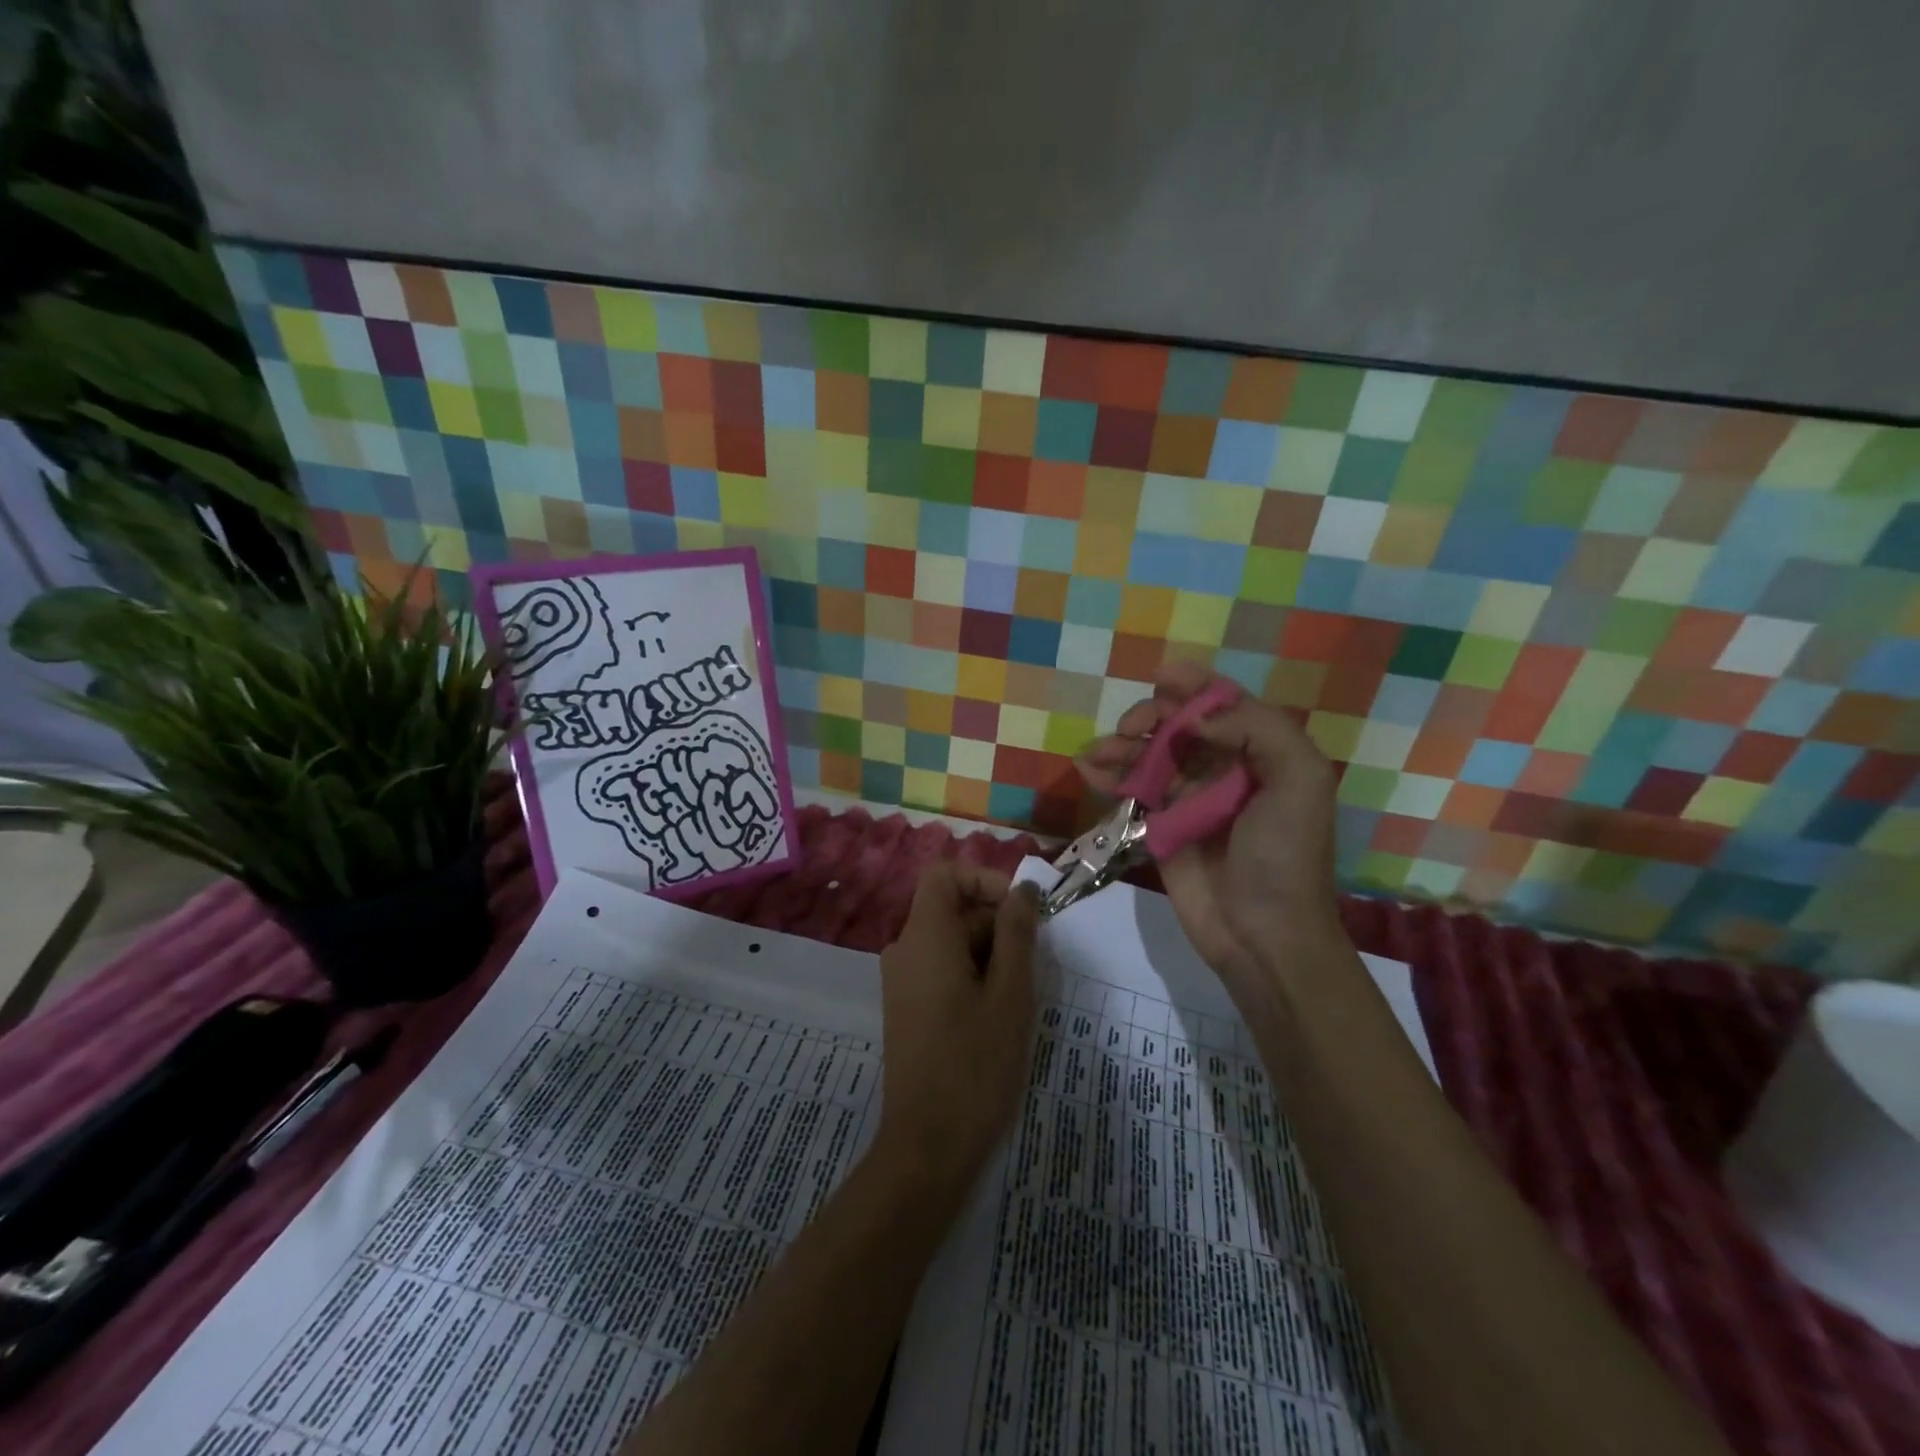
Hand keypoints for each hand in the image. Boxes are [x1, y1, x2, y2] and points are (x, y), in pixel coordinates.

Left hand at [873, 862, 1040, 1193]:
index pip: (945, 875)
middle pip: (951, 909)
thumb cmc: (975, 1065)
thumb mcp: (1010, 994)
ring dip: (990, 952)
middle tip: (1035, 962)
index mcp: (924, 937)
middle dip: (996, 922)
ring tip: (1021, 994)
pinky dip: (973, 974)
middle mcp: (905, 950)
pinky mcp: (908, 1008)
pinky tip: (1000, 1012)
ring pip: (951, 941)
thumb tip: (1023, 890)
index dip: (985, 880)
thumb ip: (1017, 934)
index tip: (1022, 911)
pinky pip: (941, 969)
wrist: (927, 1147)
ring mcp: (902, 981)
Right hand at [1076, 662, 1345, 997]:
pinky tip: (1088, 770)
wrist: (1262, 933)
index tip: (1161, 676)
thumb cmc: (1284, 855)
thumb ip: (1259, 730)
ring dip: (1121, 746)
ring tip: (1097, 753)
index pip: (1224, 705)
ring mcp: (1189, 799)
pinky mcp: (1160, 827)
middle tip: (1131, 728)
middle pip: (1179, 726)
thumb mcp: (1299, 781)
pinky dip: (1109, 776)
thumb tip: (1197, 717)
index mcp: (1262, 753)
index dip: (1195, 685)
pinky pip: (1131, 790)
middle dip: (1151, 717)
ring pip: (1149, 755)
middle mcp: (1224, 769)